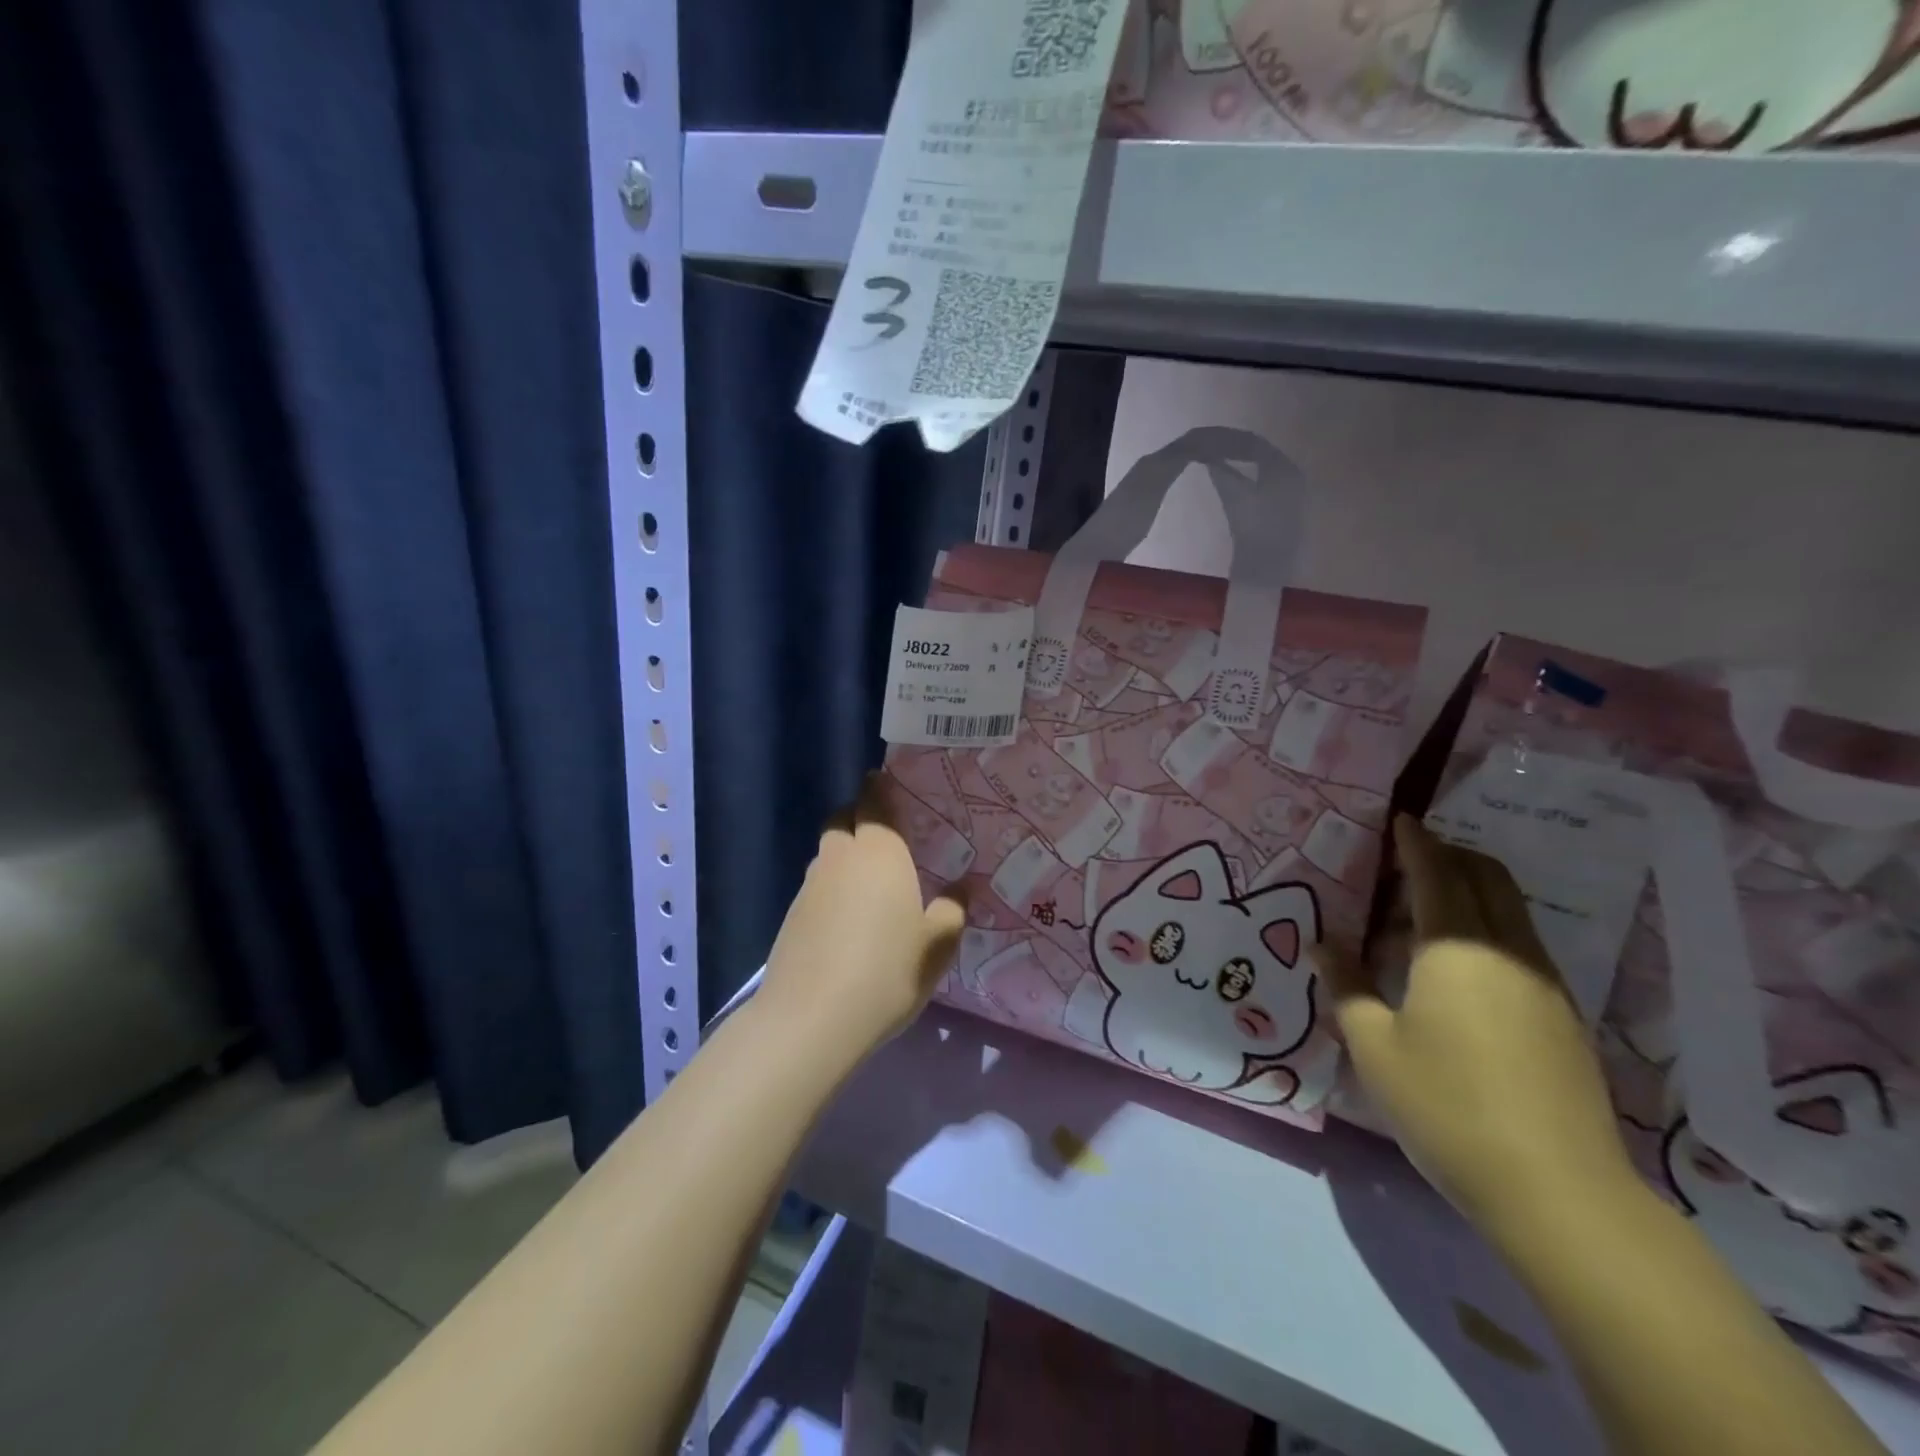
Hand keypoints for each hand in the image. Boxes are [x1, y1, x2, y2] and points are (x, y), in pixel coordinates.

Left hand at [759, 774, 965, 1062]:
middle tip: (885, 836)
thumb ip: (953, 910)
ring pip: (828, 854)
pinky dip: (832, 889)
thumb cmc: (887, 971)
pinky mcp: (792, 916)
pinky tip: (847, 920)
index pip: (874, 801)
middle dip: (859, 818)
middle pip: (843, 820)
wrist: (812, 1019)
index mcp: (879, 852)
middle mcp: (840, 858)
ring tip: (869, 883)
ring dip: (845, 856)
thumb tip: (964, 887)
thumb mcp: (937, 945)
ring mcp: (810, 886)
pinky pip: (817, 887)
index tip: (886, 781)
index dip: (880, 788)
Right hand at [1327, 817, 1636, 1232]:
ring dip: (1472, 890)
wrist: (1559, 1191)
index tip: (1400, 819)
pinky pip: (1521, 944)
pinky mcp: (1563, 1017)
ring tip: (1425, 909)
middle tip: (1408, 858)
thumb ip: (1347, 984)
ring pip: (1510, 910)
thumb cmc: (1446, 1107)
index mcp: (1454, 949)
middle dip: (1450, 855)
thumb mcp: (1373, 1046)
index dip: (1416, 842)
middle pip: (1487, 878)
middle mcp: (1507, 952)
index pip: (1436, 873)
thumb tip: (1323, 942)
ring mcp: (1544, 984)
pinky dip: (1489, 927)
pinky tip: (1459, 964)